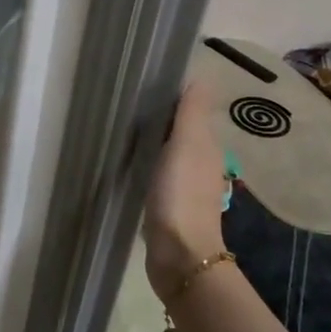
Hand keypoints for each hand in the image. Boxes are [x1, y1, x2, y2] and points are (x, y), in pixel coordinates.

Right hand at [143, 80, 228, 293]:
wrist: (179, 255)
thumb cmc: (181, 196)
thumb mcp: (187, 145)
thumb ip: (191, 113)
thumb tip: (200, 76)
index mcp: (207, 147)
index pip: (192, 111)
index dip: (173, 95)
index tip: (145, 83)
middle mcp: (200, 164)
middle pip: (180, 131)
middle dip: (160, 117)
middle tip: (126, 104)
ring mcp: (184, 187)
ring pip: (168, 153)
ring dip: (152, 142)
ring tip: (123, 129)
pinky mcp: (167, 205)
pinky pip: (156, 175)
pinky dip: (146, 165)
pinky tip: (128, 163)